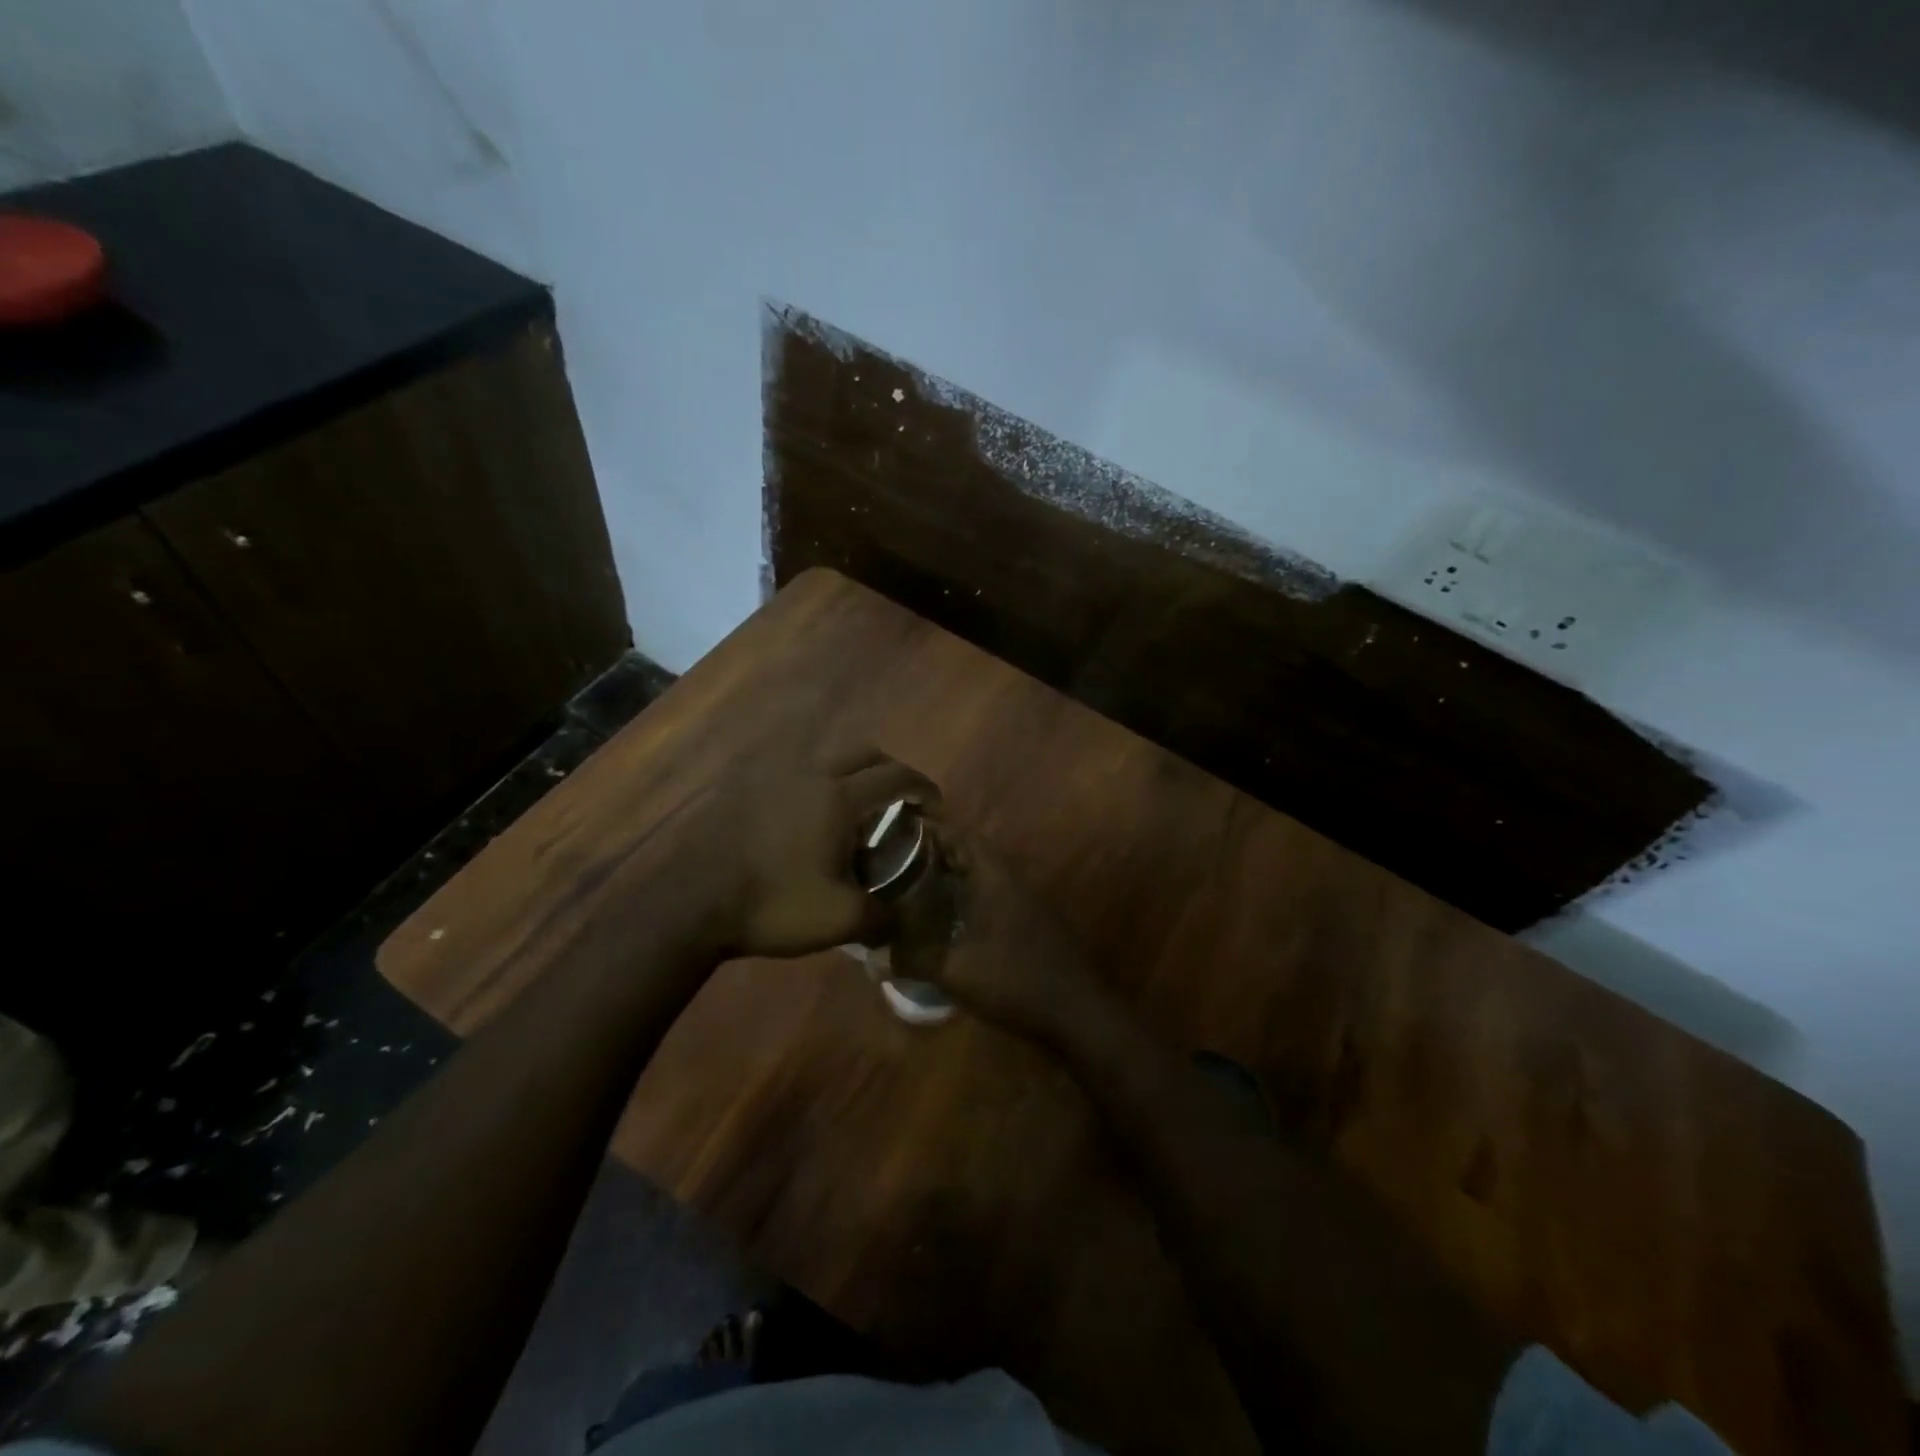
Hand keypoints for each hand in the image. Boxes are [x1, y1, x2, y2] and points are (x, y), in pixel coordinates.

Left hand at [701, 744, 939, 959]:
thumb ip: (882, 917)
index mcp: (838, 797)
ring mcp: (775, 777)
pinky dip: (819, 784)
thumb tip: (898, 923)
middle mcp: (811, 774)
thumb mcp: (841, 920)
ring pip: (827, 758)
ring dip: (853, 773)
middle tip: (902, 799)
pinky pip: (796, 773)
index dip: (922, 787)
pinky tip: (812, 818)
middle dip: (891, 771)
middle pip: (864, 754)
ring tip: (857, 809)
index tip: (936, 805)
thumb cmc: (774, 904)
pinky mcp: (748, 789)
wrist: (695, 903)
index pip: (895, 778)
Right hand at [906, 823, 1106, 1044]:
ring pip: (980, 877)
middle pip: (969, 854)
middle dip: (933, 853)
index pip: (960, 836)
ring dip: (949, 877)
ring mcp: (1023, 904)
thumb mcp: (958, 971)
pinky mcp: (1028, 926)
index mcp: (995, 878)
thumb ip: (914, 960)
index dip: (929, 828)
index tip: (895, 829)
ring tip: (912, 885)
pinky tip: (944, 920)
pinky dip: (964, 900)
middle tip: (895, 860)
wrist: (1078, 1013)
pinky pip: (988, 899)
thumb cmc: (1016, 981)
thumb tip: (874, 956)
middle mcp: (1011, 882)